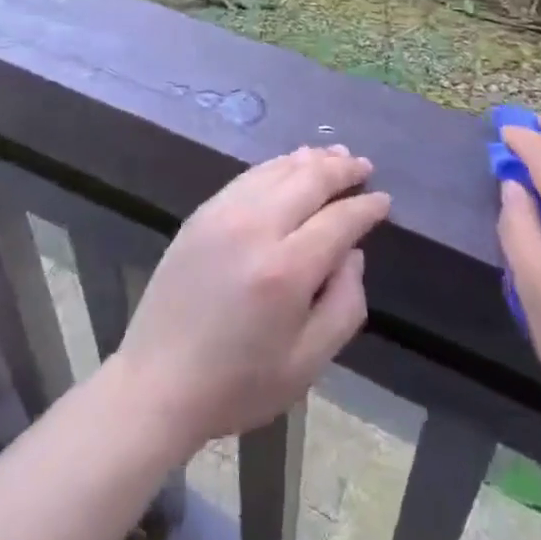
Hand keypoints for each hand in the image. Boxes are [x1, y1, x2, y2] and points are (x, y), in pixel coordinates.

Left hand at [112, 145, 392, 452]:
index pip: (339, 220)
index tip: (383, 200)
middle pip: (309, 179)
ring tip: (336, 155)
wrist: (157, 382)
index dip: (366, 207)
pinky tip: (291, 165)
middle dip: (342, 169)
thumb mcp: (307, 365)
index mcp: (286, 270)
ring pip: (279, 169)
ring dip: (312, 159)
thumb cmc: (238, 384)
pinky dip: (278, 165)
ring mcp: (225, 213)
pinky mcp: (203, 212)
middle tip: (364, 165)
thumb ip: (344, 305)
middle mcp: (256, 227)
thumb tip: (353, 253)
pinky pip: (250, 175)